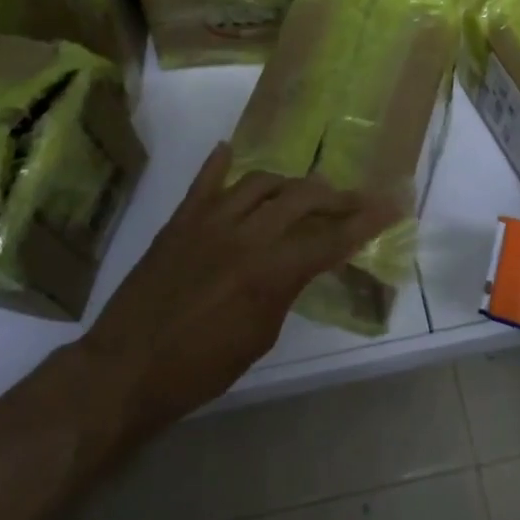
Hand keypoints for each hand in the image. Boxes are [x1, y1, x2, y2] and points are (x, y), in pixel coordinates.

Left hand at [80, 143, 397, 441]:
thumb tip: (299, 263)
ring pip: (261, 182)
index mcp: (271, 271)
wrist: (125, 369)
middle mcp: (246, 235)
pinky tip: (231, 150)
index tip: (393, 204)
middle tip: (353, 200)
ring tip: (302, 191)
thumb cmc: (200, 368)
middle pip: (302, 198)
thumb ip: (286, 289)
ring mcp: (209, 222)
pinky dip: (220, 164)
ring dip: (288, 183)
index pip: (332, 238)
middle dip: (335, 197)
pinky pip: (204, 182)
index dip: (367, 222)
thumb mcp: (260, 336)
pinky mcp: (179, 221)